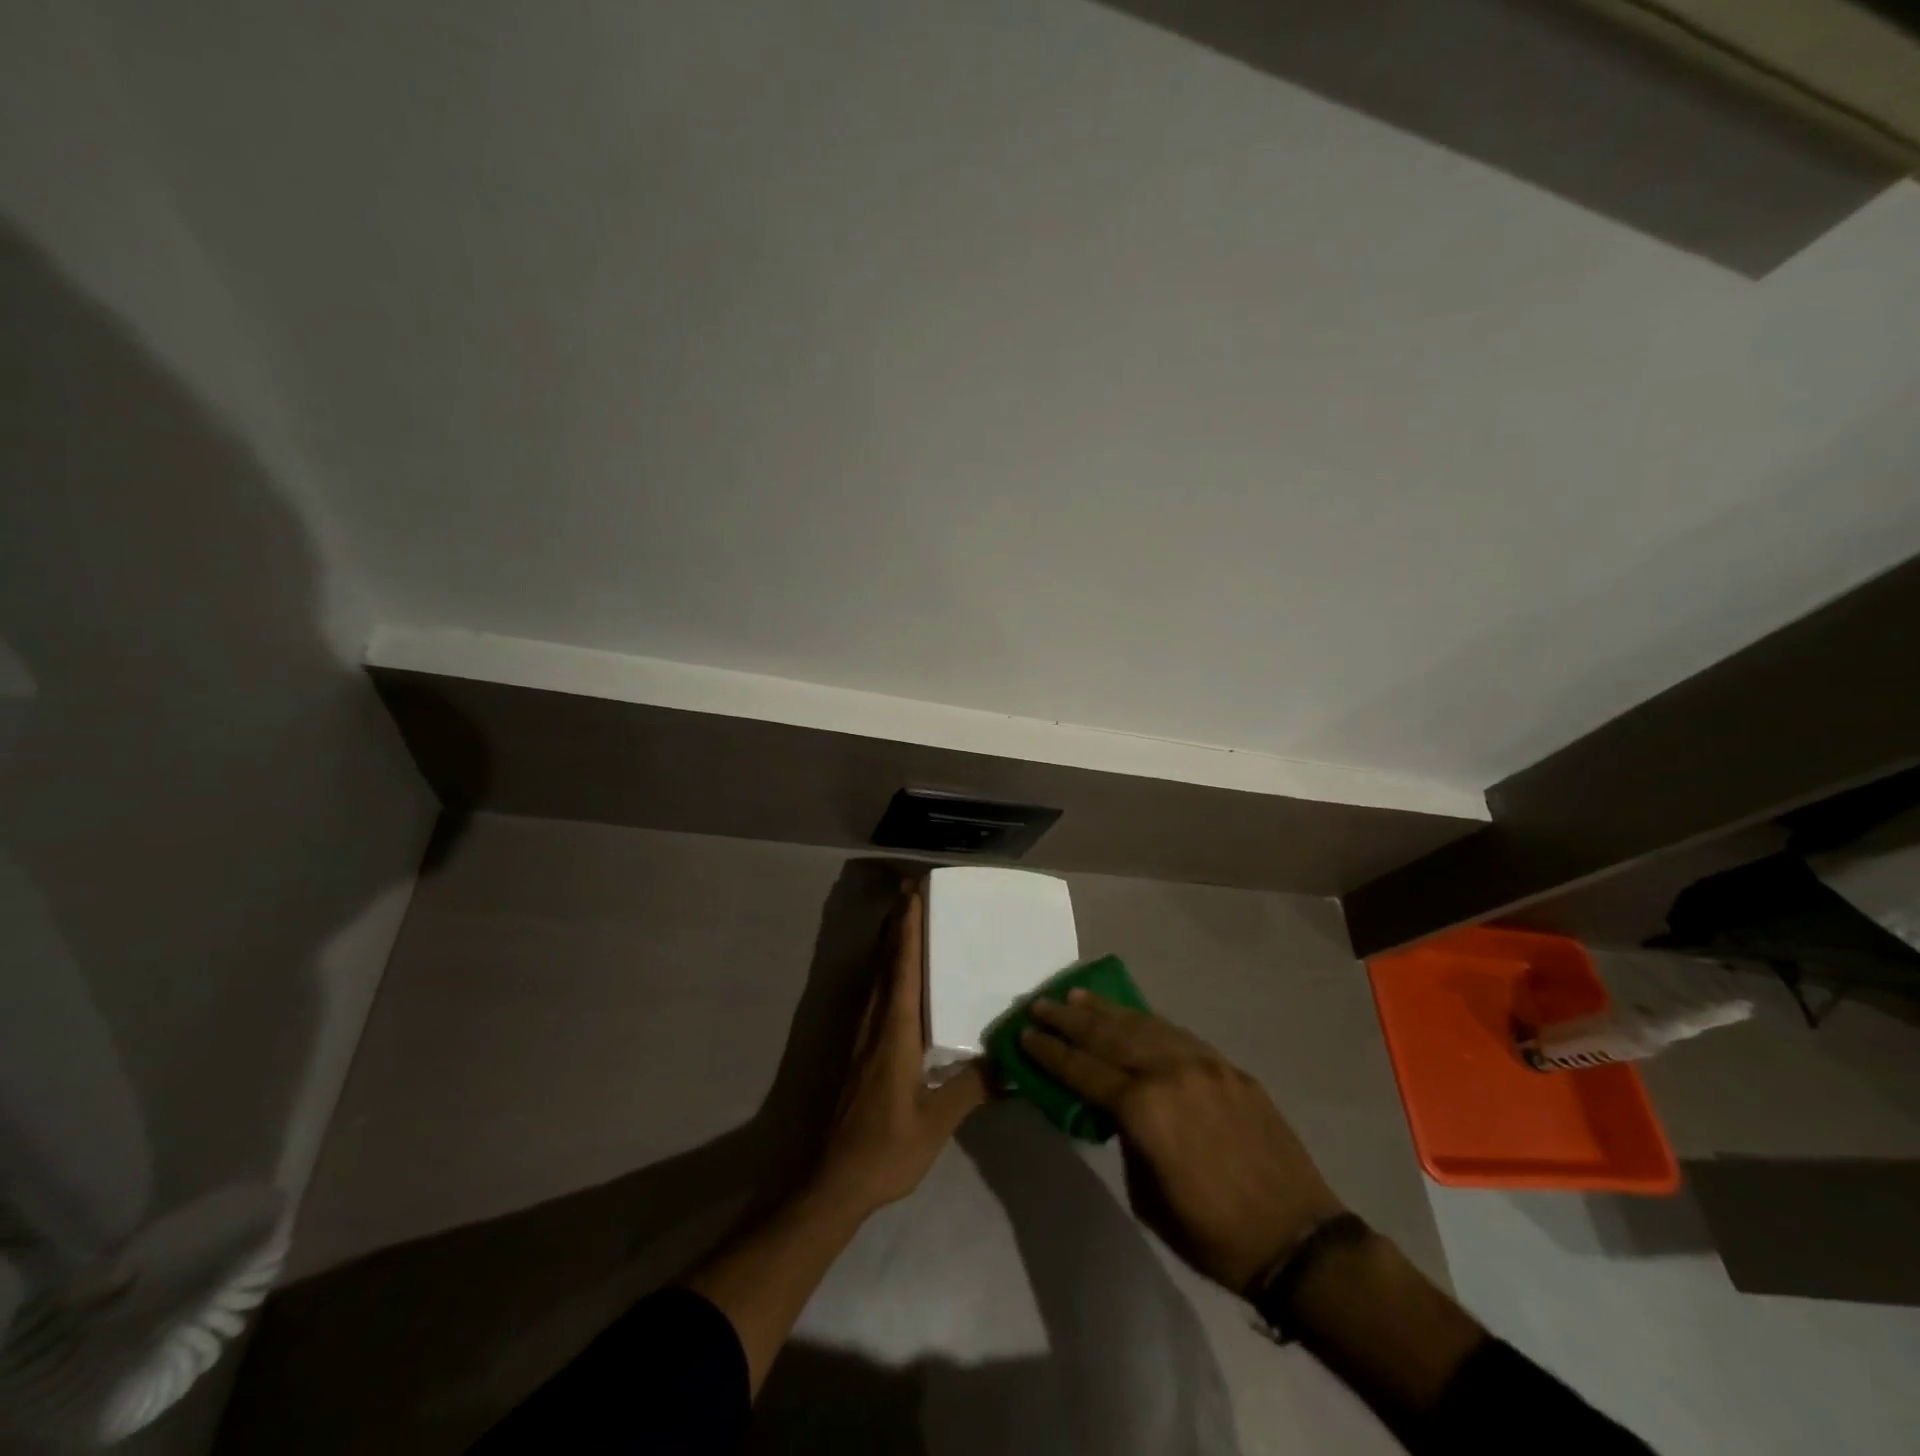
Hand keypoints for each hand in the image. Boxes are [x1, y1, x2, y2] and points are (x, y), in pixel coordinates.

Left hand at [813, 885, 988, 1215]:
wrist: (832, 1182)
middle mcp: (875, 1024)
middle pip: (885, 963)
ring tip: (903, 919)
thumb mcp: (937, 1122)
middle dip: (896, 926)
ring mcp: (862, 1038)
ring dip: (889, 945)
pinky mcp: (859, 1052)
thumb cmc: (886, 1149)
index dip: (908, 931)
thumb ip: (972, 1087)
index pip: (903, 969)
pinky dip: (886, 971)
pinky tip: (895, 976)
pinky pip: (875, 997)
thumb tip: (1011, 1060)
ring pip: (876, 978)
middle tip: (910, 893)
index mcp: (895, 1033)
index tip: (913, 895)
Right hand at [1021, 990, 1343, 1293]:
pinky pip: (1176, 1034)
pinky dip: (1146, 1021)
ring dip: (1105, 1010)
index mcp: (1144, 1110)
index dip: (1050, 1052)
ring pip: (1142, 1024)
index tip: (1024, 1034)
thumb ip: (1125, 1138)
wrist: (1298, 1239)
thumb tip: (1112, 1109)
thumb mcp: (1147, 1196)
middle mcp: (1169, 1073)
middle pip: (1108, 1035)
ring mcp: (1203, 1064)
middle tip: (1040, 1004)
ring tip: (1076, 996)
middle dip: (1069, 1020)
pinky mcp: (1227, 1066)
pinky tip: (1130, 1016)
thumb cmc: (1213, 1233)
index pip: (1083, 1070)